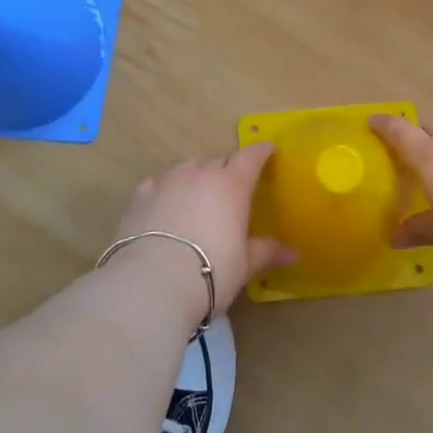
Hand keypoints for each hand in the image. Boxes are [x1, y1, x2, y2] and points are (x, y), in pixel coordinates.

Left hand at [112, 143, 293, 312]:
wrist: (152, 283)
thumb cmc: (211, 271)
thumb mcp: (244, 264)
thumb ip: (266, 252)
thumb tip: (293, 254)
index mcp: (231, 185)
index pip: (250, 157)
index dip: (260, 152)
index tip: (268, 149)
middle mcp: (199, 174)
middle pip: (218, 161)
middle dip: (228, 169)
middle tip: (233, 186)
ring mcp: (166, 182)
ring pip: (186, 167)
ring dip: (196, 175)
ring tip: (198, 193)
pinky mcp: (139, 197)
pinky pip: (157, 183)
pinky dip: (165, 189)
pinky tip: (164, 202)